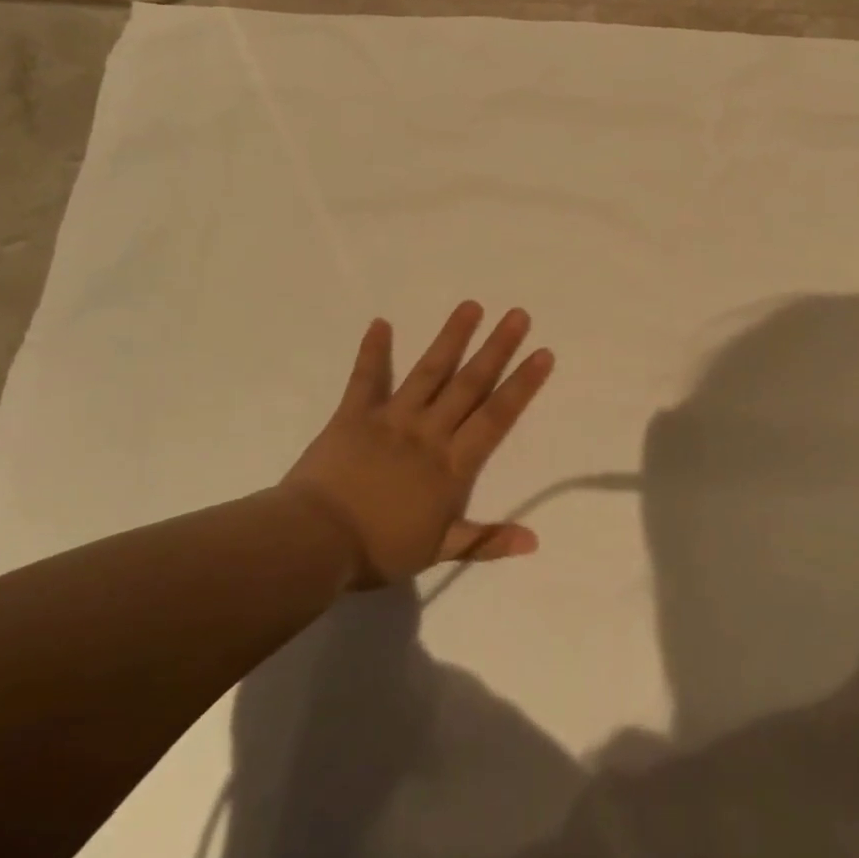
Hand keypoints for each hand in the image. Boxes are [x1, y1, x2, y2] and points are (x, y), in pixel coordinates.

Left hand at [283, 302, 554, 587]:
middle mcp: (428, 432)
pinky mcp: (354, 415)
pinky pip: (366, 378)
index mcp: (452, 464)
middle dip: (496, 348)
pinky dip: (373, 351)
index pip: (495, 417)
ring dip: (451, 338)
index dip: (521, 385)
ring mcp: (391, 419)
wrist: (316, 542)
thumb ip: (487, 540)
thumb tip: (535, 541)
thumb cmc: (380, 549)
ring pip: (429, 372)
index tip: (542, 353)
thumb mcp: (440, 551)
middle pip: (469, 384)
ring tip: (471, 306)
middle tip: (518, 315)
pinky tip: (380, 322)